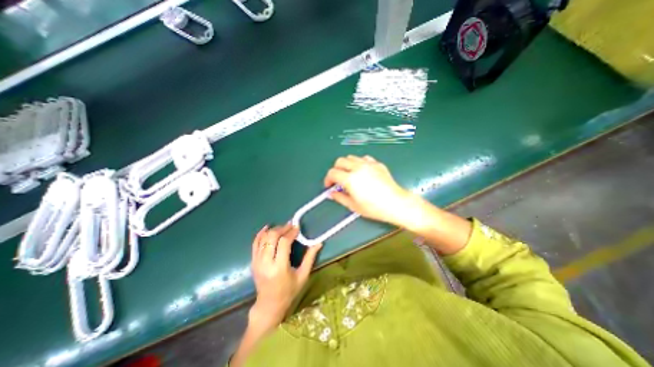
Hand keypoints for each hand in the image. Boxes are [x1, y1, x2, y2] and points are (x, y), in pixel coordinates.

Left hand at [252, 224, 321, 326]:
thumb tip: (319, 243)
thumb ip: (310, 258)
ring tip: (283, 227)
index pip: (284, 243)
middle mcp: (266, 263)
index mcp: (279, 268)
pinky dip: (260, 233)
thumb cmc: (289, 291)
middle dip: (282, 228)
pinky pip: (255, 243)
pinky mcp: (253, 262)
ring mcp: (257, 262)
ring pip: (263, 238)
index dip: (291, 233)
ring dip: (274, 230)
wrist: (269, 305)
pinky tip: (267, 227)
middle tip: (291, 226)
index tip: (297, 228)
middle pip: (272, 237)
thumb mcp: (303, 276)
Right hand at [322, 155, 409, 225]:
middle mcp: (358, 168)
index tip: (329, 186)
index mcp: (350, 179)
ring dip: (346, 165)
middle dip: (336, 169)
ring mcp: (368, 164)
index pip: (332, 173)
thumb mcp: (353, 205)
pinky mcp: (377, 164)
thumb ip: (339, 197)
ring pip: (351, 157)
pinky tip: (362, 172)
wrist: (396, 203)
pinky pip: (364, 159)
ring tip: (349, 175)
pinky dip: (359, 163)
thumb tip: (331, 193)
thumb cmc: (374, 208)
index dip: (328, 179)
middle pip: (340, 161)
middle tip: (338, 179)